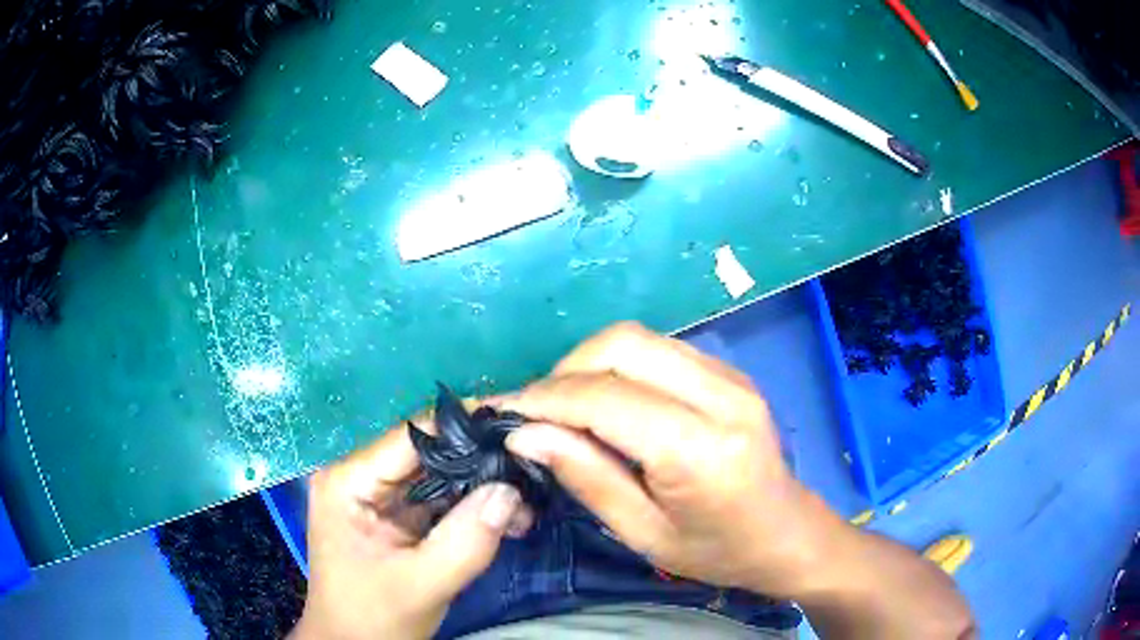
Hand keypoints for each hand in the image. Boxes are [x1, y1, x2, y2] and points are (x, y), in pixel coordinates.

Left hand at [293, 422, 532, 639]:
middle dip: (480, 463)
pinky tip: (507, 517)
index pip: (412, 437)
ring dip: (480, 487)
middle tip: (531, 469)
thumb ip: (466, 541)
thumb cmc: (372, 619)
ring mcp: (377, 498)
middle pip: (427, 454)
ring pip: (438, 476)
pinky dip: (472, 509)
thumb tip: (510, 489)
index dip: (464, 429)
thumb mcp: (420, 585)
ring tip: (526, 501)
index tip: (518, 429)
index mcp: (348, 481)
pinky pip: (439, 501)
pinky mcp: (394, 518)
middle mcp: (360, 477)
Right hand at [501, 322, 832, 595]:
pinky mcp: (729, 372)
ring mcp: (730, 376)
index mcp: (702, 450)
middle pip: (621, 345)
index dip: (544, 400)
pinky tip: (607, 402)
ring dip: (588, 364)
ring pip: (637, 338)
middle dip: (564, 372)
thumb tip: (526, 435)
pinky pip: (659, 349)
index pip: (605, 399)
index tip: (500, 412)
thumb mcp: (645, 534)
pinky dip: (618, 366)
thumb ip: (588, 478)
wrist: (788, 533)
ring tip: (564, 408)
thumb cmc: (718, 551)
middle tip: (536, 413)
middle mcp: (721, 396)